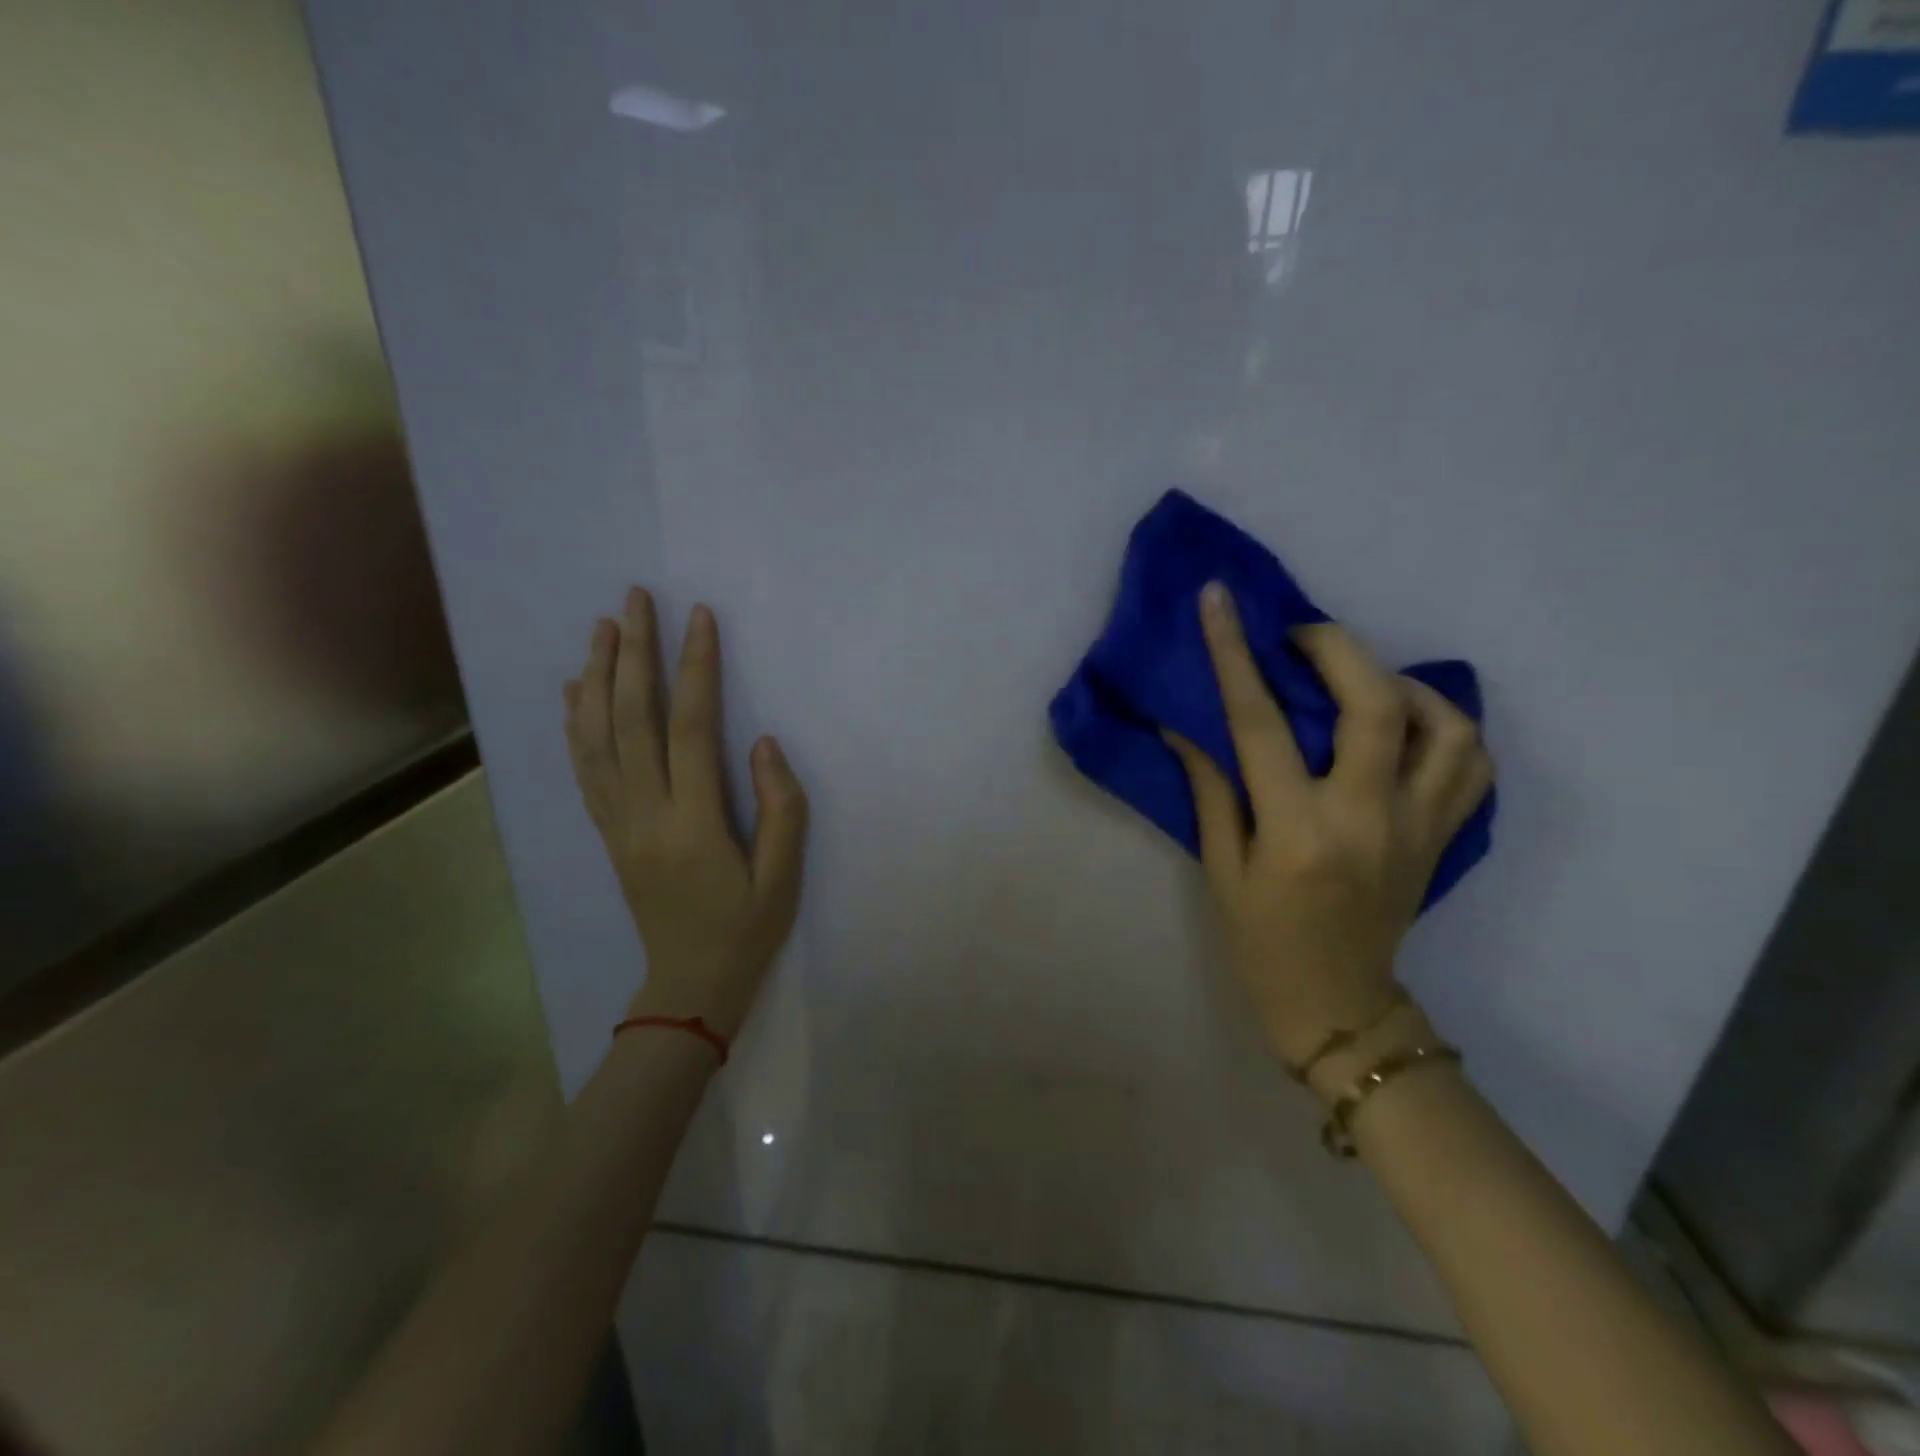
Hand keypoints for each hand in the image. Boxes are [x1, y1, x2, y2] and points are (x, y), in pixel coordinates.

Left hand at [563, 588, 808, 1040]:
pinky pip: (584, 768)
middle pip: (630, 719)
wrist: (689, 984)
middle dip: (632, 653)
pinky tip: (575, 690)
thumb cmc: (746, 928)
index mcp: (692, 822)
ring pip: (596, 738)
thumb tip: (763, 743)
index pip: (690, 728)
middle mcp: (643, 813)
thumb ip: (781, 807)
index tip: (699, 617)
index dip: (695, 668)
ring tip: (602, 627)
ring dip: (596, 676)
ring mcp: (616, 822)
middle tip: (634, 599)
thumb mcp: (783, 877)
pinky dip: (575, 723)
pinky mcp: (607, 831)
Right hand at [1166, 582, 1492, 1070]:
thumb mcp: (1220, 868)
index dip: (1234, 654)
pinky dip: (1445, 724)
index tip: (1219, 600)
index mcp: (1299, 831)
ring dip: (1400, 681)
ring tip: (1358, 678)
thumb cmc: (1263, 941)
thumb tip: (1187, 725)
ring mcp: (1421, 827)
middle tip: (1298, 636)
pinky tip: (1405, 720)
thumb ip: (1211, 789)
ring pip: (1447, 724)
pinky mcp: (1445, 836)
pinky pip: (1472, 762)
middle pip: (1374, 704)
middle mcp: (1369, 819)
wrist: (1339, 1005)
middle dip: (1335, 648)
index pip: (1261, 723)